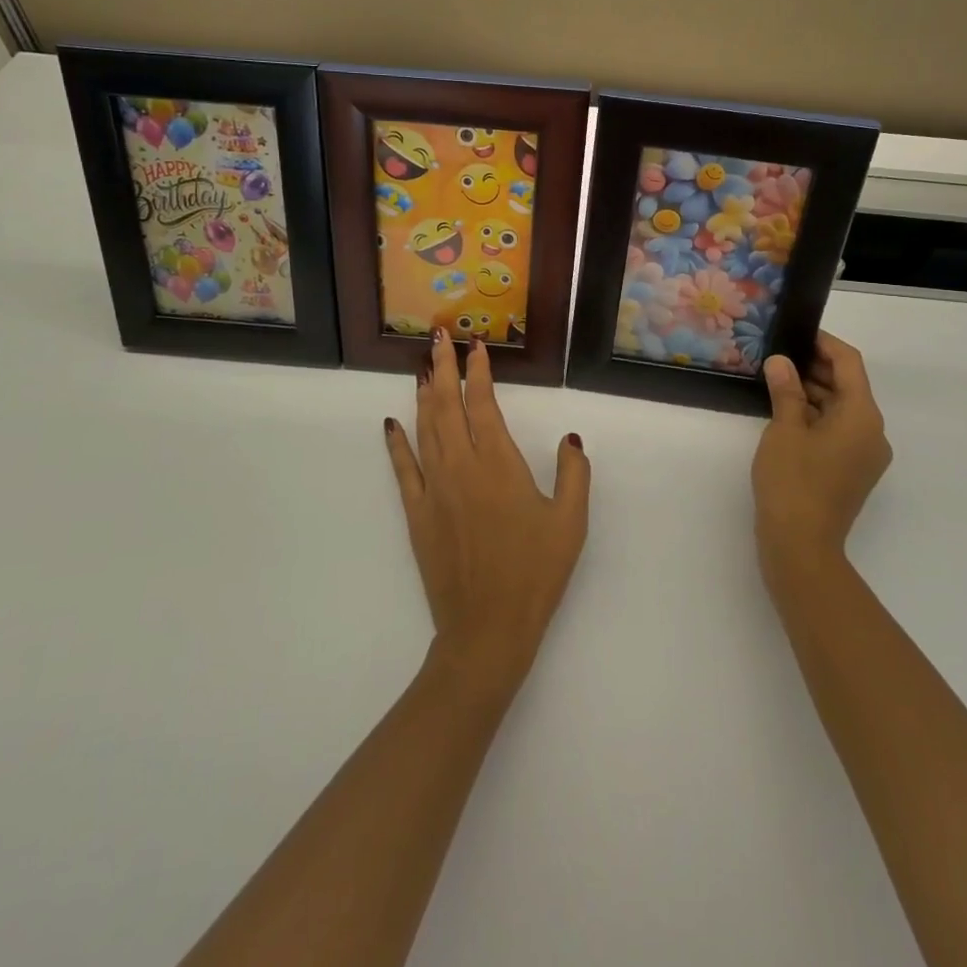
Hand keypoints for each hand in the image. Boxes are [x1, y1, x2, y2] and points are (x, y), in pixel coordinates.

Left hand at [384, 328, 590, 695]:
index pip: (482, 403)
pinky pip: (403, 468)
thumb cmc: (535, 573)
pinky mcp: (417, 513)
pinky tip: (392, 423)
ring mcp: (433, 488)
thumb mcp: (570, 522)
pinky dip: (397, 442)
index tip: (475, 345)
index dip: (478, 371)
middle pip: (446, 405)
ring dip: (422, 395)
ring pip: (424, 428)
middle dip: (442, 368)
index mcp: (498, 463)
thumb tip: (570, 436)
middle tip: (439, 338)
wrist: (487, 628)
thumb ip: (574, 473)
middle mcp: (461, 465)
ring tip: (421, 368)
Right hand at [751, 331, 892, 589]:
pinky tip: (784, 412)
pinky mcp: (850, 472)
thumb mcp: (784, 429)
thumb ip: (786, 390)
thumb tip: (781, 362)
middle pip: (847, 386)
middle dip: (814, 368)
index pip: (849, 364)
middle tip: (778, 355)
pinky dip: (814, 417)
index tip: (797, 333)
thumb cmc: (793, 481)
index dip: (824, 344)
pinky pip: (836, 431)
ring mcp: (863, 455)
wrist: (801, 546)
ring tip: (775, 380)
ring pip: (840, 410)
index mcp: (862, 416)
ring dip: (811, 393)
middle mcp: (872, 432)